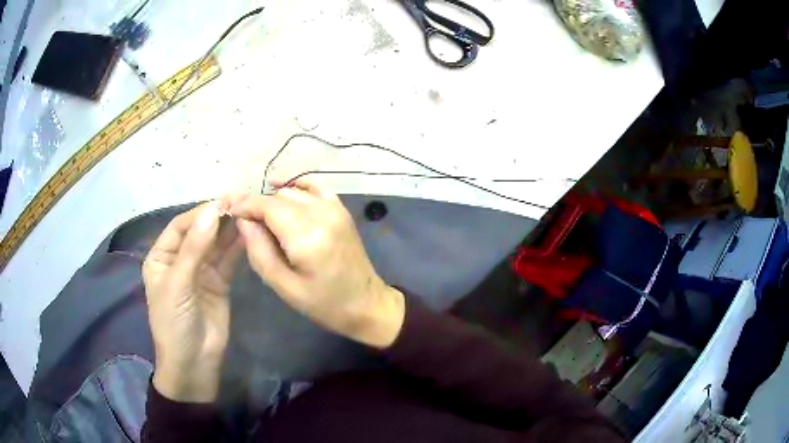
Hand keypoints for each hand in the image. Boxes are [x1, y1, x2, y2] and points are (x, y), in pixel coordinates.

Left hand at [142, 202, 242, 401]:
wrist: (194, 364)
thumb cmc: (174, 323)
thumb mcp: (178, 285)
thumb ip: (194, 248)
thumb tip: (211, 211)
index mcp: (162, 257)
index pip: (180, 226)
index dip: (199, 213)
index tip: (223, 203)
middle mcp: (181, 260)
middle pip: (200, 232)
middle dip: (217, 219)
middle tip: (241, 203)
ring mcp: (201, 271)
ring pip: (216, 245)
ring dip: (230, 231)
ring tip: (249, 214)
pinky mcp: (219, 283)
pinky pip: (228, 261)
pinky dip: (238, 249)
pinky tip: (250, 235)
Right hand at [223, 179, 404, 348]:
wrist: (366, 303)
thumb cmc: (323, 303)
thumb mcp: (283, 286)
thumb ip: (258, 250)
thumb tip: (242, 219)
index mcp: (306, 236)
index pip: (267, 206)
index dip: (244, 204)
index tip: (227, 207)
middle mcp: (321, 213)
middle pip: (278, 197)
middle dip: (257, 206)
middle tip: (244, 223)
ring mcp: (334, 208)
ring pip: (293, 191)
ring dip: (274, 201)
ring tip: (263, 220)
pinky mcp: (341, 209)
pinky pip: (314, 186)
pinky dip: (296, 186)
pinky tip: (283, 193)